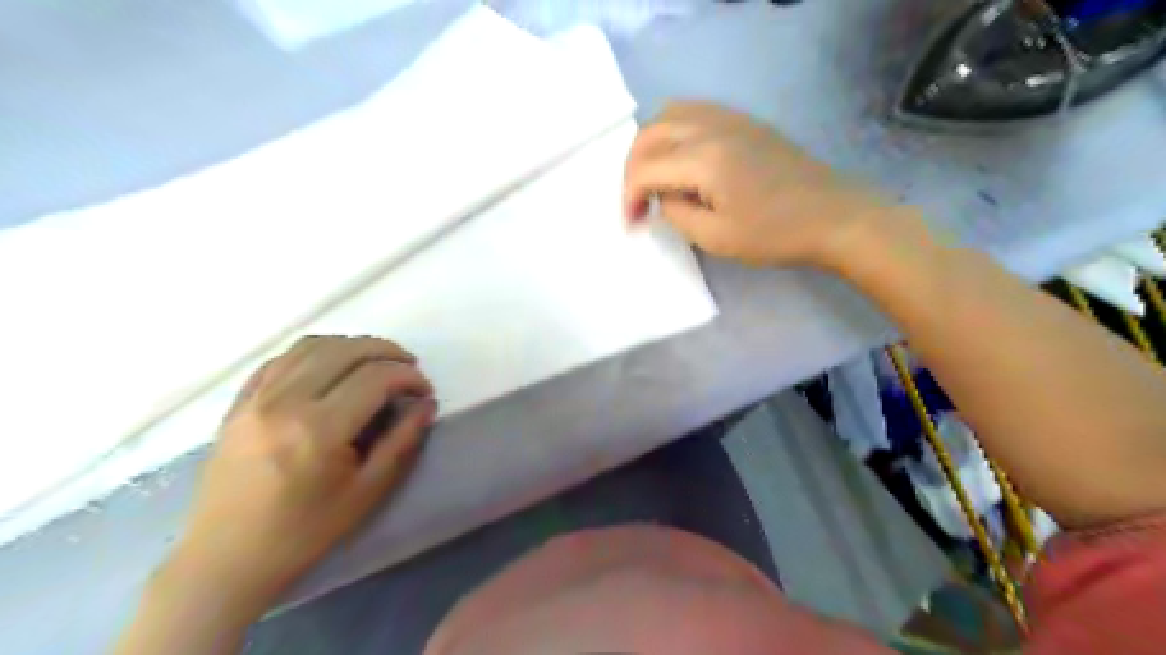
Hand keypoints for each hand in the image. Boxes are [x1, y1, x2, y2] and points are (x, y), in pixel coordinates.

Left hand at [166, 335, 430, 611]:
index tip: (424, 391)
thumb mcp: (367, 492)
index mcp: (318, 430)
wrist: (225, 560)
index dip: (408, 377)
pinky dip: (315, 352)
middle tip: (408, 368)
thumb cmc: (304, 532)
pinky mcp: (238, 403)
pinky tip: (332, 367)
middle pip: (345, 350)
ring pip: (312, 346)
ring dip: (353, 346)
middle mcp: (284, 402)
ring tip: (376, 363)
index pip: (375, 377)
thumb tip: (426, 404)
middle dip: (387, 352)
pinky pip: (281, 358)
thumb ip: (402, 441)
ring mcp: (255, 399)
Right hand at [630, 101, 895, 267]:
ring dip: (650, 145)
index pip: (645, 167)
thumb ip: (677, 214)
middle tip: (637, 202)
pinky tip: (680, 159)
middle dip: (632, 168)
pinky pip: (694, 112)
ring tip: (653, 177)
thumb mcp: (716, 238)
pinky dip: (673, 132)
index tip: (632, 224)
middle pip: (650, 133)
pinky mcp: (744, 122)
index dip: (629, 197)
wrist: (832, 216)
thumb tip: (661, 198)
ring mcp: (730, 119)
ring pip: (669, 114)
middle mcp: (711, 127)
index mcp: (704, 159)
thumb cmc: (775, 234)